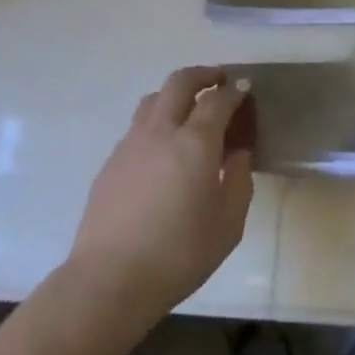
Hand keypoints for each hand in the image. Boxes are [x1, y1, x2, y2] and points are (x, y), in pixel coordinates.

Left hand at [66, 68, 254, 327]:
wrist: (109, 280)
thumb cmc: (179, 254)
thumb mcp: (228, 224)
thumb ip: (239, 180)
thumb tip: (237, 153)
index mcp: (195, 142)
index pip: (218, 100)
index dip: (235, 92)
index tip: (245, 91)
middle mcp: (161, 131)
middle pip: (180, 82)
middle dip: (203, 74)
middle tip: (219, 80)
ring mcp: (131, 143)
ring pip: (154, 99)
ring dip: (175, 94)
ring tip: (189, 109)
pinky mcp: (111, 162)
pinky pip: (138, 126)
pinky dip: (156, 122)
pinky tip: (162, 149)